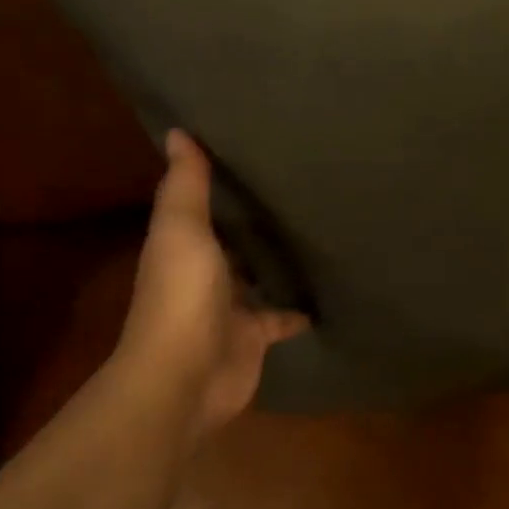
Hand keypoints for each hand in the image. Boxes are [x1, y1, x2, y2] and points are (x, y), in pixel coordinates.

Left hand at [115, 131, 306, 445]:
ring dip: (280, 258)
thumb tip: (178, 130)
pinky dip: (302, 305)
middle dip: (259, 219)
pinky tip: (330, 285)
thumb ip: (185, 185)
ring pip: (260, 274)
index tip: (259, 150)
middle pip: (236, 239)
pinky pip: (284, 314)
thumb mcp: (182, 230)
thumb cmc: (182, 295)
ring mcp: (231, 306)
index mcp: (184, 244)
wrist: (184, 378)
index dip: (225, 181)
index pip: (207, 205)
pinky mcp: (256, 335)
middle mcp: (206, 271)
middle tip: (304, 184)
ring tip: (322, 226)